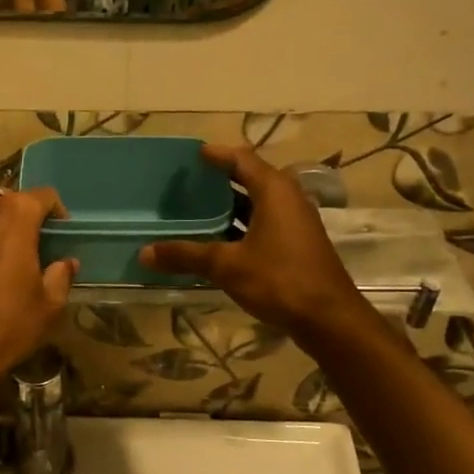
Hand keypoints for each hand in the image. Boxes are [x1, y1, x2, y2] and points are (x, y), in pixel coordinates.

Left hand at [0, 188, 76, 399]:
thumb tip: (66, 263)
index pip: (43, 196)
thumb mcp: (48, 304)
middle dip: (29, 216)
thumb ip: (61, 276)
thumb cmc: (7, 324)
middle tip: (42, 244)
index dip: (58, 213)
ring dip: (5, 225)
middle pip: (13, 200)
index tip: (63, 236)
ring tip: (19, 255)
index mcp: (14, 215)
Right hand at [139, 145, 362, 341]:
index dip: (217, 155)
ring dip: (231, 205)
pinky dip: (242, 225)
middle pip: (251, 178)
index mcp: (274, 191)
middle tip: (190, 182)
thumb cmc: (279, 280)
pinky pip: (265, 223)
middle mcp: (289, 199)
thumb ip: (186, 255)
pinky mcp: (297, 245)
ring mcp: (296, 223)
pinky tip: (219, 240)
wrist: (329, 318)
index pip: (242, 159)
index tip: (194, 155)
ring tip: (198, 209)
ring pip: (259, 203)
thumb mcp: (227, 266)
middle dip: (221, 179)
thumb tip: (144, 252)